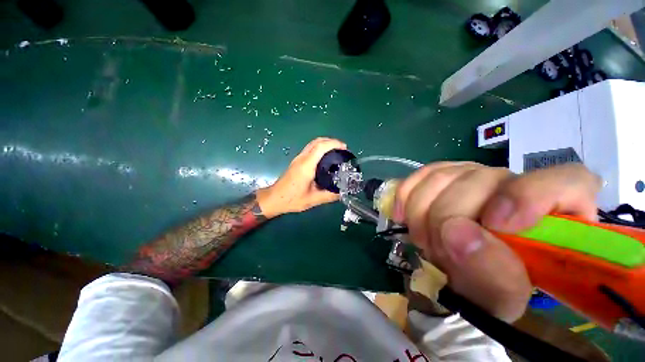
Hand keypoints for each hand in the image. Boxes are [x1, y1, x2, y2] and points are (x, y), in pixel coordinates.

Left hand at [256, 138, 346, 217]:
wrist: (274, 198)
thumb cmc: (292, 199)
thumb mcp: (313, 200)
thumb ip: (329, 196)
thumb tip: (342, 192)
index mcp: (306, 166)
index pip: (321, 147)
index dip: (334, 144)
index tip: (345, 148)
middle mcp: (302, 159)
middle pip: (317, 141)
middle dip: (331, 142)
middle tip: (343, 150)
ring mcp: (298, 159)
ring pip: (313, 144)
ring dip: (325, 144)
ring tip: (336, 152)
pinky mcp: (296, 161)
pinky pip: (310, 149)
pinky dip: (320, 148)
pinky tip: (325, 158)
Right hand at [394, 162, 599, 321]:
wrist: (452, 268)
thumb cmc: (487, 287)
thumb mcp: (498, 298)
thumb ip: (490, 275)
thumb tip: (457, 234)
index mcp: (552, 215)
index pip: (566, 181)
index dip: (528, 196)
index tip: (494, 224)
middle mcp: (514, 184)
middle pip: (480, 180)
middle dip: (447, 218)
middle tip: (437, 251)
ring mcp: (472, 175)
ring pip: (442, 176)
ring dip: (423, 213)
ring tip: (424, 240)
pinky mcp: (440, 175)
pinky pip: (419, 175)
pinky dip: (406, 196)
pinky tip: (404, 215)